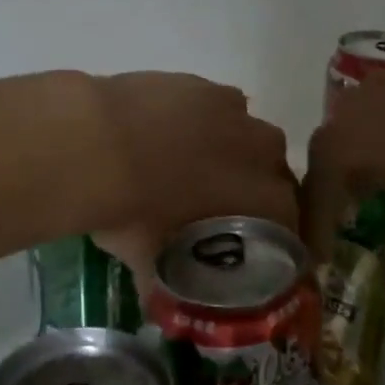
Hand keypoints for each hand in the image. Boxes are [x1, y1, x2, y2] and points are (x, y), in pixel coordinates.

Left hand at [82, 72, 297, 277]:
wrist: (96, 143)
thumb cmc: (131, 210)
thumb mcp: (147, 257)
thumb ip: (162, 279)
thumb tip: (155, 299)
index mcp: (260, 197)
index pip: (288, 218)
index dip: (274, 231)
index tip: (254, 242)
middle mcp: (260, 151)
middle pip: (275, 171)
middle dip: (258, 187)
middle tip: (224, 203)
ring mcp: (233, 112)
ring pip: (249, 134)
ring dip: (235, 149)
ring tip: (197, 162)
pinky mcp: (203, 85)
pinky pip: (221, 106)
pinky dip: (207, 120)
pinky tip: (176, 130)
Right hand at [301, 49, 384, 290]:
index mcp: (343, 143)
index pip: (314, 198)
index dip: (317, 237)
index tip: (322, 268)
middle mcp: (353, 109)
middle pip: (329, 163)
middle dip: (334, 204)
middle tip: (344, 240)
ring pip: (356, 141)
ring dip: (359, 177)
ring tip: (374, 212)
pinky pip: (384, 125)